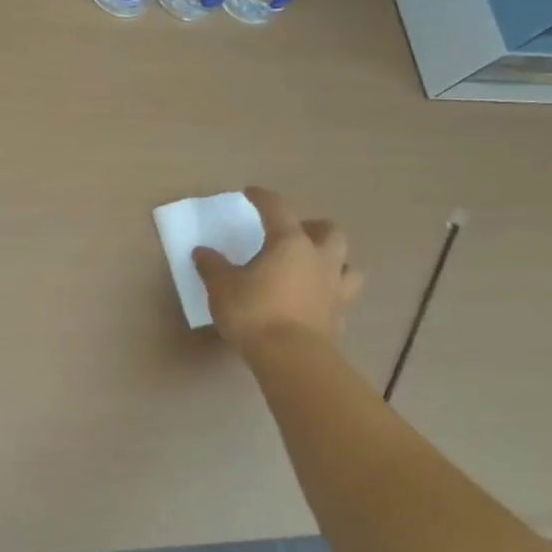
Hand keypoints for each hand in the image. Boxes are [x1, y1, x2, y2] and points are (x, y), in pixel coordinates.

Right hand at [193, 187, 364, 349]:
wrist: (290, 358)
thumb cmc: (254, 311)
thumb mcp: (221, 286)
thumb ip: (212, 266)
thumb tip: (202, 252)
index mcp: (289, 243)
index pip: (278, 208)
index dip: (263, 197)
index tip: (251, 193)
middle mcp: (319, 259)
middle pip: (329, 231)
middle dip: (313, 226)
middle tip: (294, 232)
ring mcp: (335, 289)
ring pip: (348, 264)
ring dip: (334, 260)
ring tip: (313, 265)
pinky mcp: (339, 317)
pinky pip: (341, 297)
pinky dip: (330, 294)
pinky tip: (314, 300)